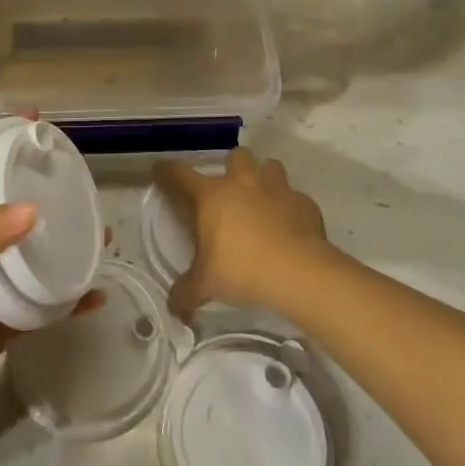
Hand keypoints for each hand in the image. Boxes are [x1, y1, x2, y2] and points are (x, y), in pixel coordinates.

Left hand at [0, 204, 103, 440]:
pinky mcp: (4, 330)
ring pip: (34, 268)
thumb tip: (32, 211)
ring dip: (65, 256)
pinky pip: (41, 309)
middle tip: (92, 212)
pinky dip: (68, 302)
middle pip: (18, 232)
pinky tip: (95, 297)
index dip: (19, 186)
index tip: (59, 177)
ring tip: (102, 244)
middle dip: (52, 221)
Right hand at [154, 147, 327, 315]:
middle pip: (235, 157)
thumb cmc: (242, 269)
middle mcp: (242, 183)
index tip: (160, 170)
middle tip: (230, 193)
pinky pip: (295, 197)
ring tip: (263, 201)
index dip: (167, 171)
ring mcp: (276, 188)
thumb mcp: (206, 285)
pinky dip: (290, 207)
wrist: (298, 271)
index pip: (179, 174)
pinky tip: (290, 226)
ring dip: (264, 179)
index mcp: (211, 196)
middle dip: (232, 168)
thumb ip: (186, 293)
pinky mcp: (304, 202)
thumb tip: (173, 308)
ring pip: (270, 167)